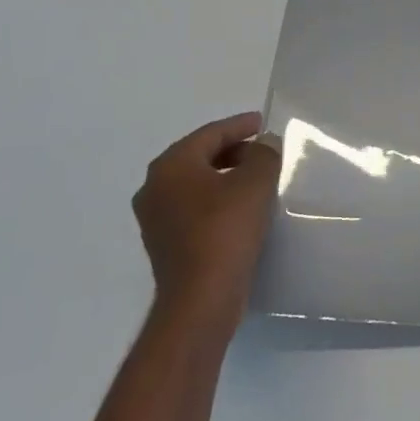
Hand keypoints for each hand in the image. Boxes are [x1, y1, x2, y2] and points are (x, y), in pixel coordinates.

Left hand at [132, 111, 280, 340]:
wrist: (201, 298)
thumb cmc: (226, 230)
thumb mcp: (255, 183)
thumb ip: (263, 154)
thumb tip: (264, 144)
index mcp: (171, 166)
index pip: (209, 134)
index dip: (239, 125)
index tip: (263, 122)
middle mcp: (154, 187)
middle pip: (199, 157)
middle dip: (232, 150)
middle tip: (263, 150)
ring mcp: (155, 218)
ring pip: (196, 184)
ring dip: (225, 177)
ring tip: (256, 178)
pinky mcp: (165, 244)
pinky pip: (194, 209)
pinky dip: (217, 201)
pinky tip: (242, 209)